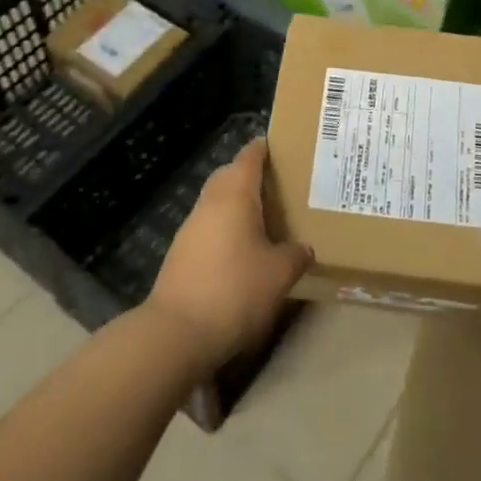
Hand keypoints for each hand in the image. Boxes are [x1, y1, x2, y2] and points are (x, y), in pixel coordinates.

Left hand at [148, 137, 311, 371]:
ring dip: (238, 205)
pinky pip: (209, 227)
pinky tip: (243, 251)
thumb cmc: (235, 290)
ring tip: (267, 220)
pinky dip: (226, 229)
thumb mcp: (279, 274)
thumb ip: (296, 255)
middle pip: (229, 176)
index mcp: (235, 195)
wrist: (176, 333)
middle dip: (251, 175)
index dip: (265, 149)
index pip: (249, 157)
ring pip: (217, 203)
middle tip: (280, 186)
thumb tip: (303, 248)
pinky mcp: (181, 254)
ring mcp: (190, 229)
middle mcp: (209, 203)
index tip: (282, 147)